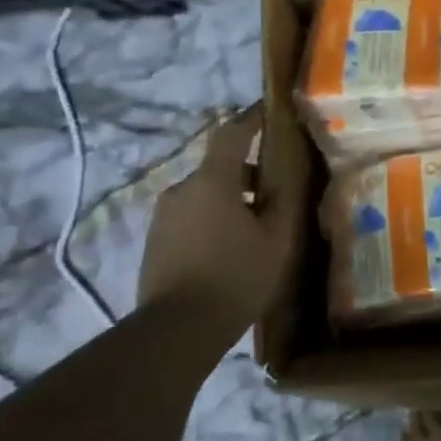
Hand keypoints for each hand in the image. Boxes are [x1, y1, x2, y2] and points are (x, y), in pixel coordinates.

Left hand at [138, 105, 296, 330]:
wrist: (176, 331)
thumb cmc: (235, 277)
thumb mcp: (276, 240)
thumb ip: (283, 202)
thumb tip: (285, 178)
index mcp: (212, 181)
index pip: (231, 133)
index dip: (251, 118)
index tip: (269, 110)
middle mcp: (181, 189)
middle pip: (219, 167)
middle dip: (248, 173)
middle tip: (275, 193)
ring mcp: (163, 216)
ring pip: (204, 194)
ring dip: (230, 200)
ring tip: (255, 228)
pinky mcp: (155, 241)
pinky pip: (190, 217)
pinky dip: (212, 220)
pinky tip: (230, 249)